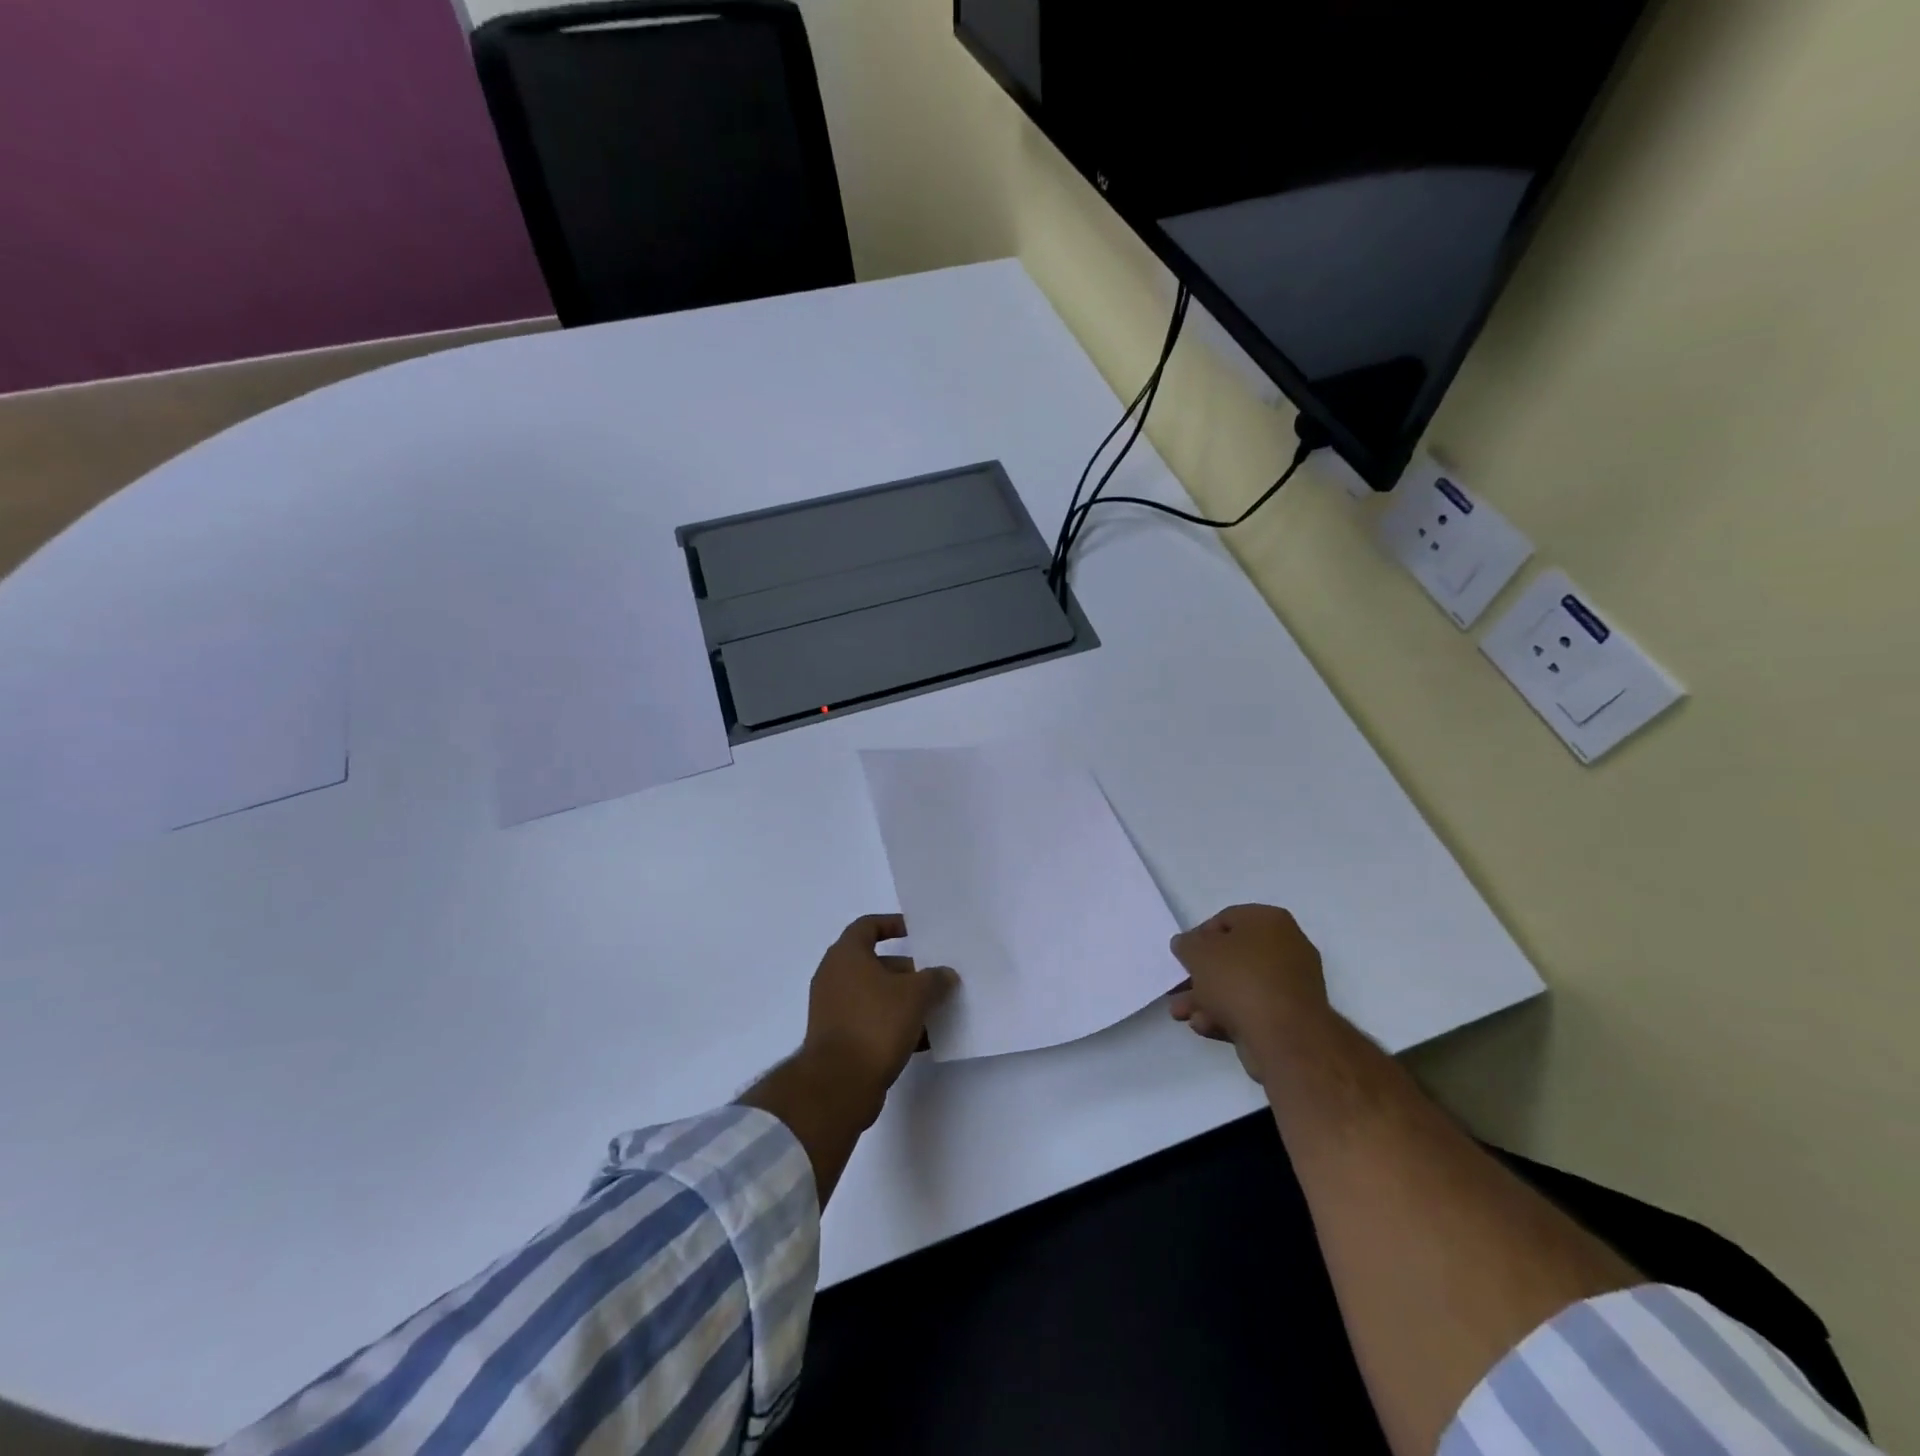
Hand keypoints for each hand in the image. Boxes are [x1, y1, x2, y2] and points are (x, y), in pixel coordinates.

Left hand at [801, 914, 958, 1106]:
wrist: (838, 1084)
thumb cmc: (875, 1024)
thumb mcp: (914, 995)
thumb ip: (934, 979)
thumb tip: (945, 974)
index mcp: (846, 955)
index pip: (868, 926)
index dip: (893, 924)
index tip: (917, 932)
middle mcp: (834, 977)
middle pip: (876, 963)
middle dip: (908, 970)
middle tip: (935, 978)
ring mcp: (833, 1009)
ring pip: (875, 995)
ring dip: (903, 1000)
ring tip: (935, 1010)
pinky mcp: (838, 1039)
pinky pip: (870, 1021)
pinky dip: (893, 1025)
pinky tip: (922, 1040)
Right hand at [1169, 904, 1329, 1081]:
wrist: (1284, 1037)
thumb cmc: (1239, 979)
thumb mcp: (1197, 952)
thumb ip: (1186, 944)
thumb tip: (1188, 945)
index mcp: (1269, 921)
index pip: (1225, 919)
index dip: (1198, 937)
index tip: (1182, 957)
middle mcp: (1287, 947)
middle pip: (1232, 957)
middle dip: (1200, 975)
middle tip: (1177, 990)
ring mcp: (1292, 984)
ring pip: (1239, 986)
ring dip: (1207, 999)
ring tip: (1181, 1015)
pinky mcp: (1291, 1017)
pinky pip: (1253, 1008)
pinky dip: (1227, 1014)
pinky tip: (1204, 1026)